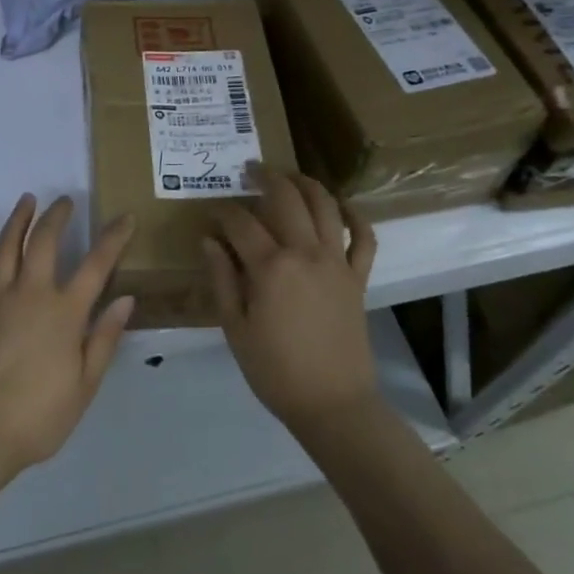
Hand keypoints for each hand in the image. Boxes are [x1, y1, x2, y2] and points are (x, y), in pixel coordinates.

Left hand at [0, 195, 135, 472]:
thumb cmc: (40, 415)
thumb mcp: (86, 384)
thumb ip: (105, 337)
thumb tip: (126, 298)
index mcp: (65, 312)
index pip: (97, 264)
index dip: (114, 238)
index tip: (125, 217)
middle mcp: (31, 294)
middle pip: (45, 242)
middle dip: (58, 216)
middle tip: (66, 201)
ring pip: (6, 247)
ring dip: (18, 220)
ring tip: (27, 199)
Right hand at [204, 165, 379, 432]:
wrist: (332, 403)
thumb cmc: (275, 370)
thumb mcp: (235, 328)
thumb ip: (222, 279)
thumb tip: (209, 240)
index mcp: (270, 266)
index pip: (241, 222)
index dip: (223, 212)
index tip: (211, 213)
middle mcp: (306, 253)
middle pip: (286, 199)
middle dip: (265, 178)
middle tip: (249, 170)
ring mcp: (337, 262)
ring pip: (325, 206)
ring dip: (306, 184)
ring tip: (289, 175)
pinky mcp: (358, 277)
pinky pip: (363, 238)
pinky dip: (354, 216)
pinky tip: (340, 206)